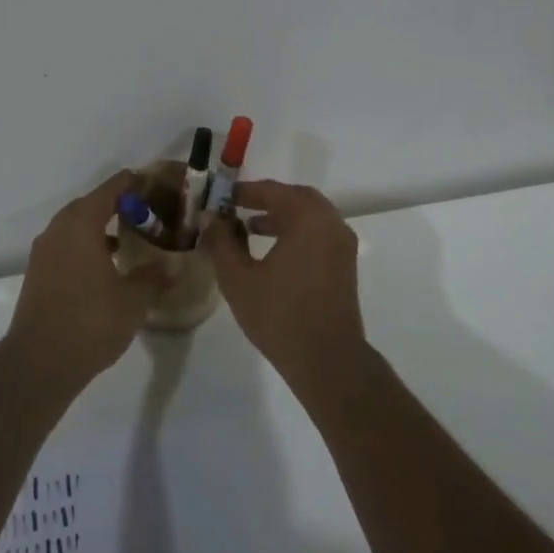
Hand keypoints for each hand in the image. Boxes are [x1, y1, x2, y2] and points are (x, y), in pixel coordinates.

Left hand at [4, 169, 164, 398]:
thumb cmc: (90, 323)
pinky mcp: (38, 273)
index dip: (134, 183)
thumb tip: (172, 266)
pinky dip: (87, 244)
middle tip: (147, 212)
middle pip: (91, 203)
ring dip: (100, 225)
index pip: (111, 189)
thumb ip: (154, 277)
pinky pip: (66, 244)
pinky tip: (106, 265)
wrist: (38, 363)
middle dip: (118, 203)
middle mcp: (59, 229)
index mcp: (81, 224)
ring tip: (129, 238)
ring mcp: (44, 251)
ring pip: (76, 225)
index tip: (156, 184)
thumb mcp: (133, 300)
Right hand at [200, 180, 367, 403]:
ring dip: (281, 215)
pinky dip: (296, 231)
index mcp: (308, 219)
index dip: (244, 191)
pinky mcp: (344, 264)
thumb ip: (221, 242)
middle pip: (296, 197)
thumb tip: (209, 217)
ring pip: (309, 215)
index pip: (273, 191)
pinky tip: (272, 250)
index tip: (220, 197)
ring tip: (250, 228)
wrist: (328, 361)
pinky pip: (318, 232)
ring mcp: (342, 244)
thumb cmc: (280, 316)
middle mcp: (330, 223)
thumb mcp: (238, 278)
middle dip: (266, 199)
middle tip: (237, 206)